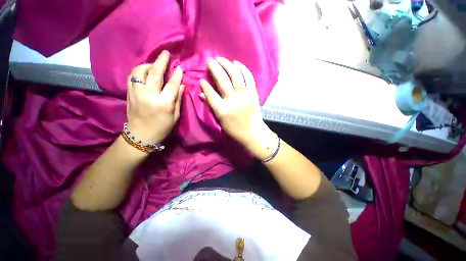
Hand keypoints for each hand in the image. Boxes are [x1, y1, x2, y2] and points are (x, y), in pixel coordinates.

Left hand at [127, 50, 183, 143]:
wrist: (141, 135)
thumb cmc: (162, 128)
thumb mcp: (175, 116)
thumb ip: (178, 99)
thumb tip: (181, 85)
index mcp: (163, 104)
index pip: (171, 85)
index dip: (177, 75)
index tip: (180, 68)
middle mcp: (149, 96)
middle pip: (154, 73)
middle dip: (161, 62)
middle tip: (166, 53)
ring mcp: (136, 93)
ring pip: (139, 72)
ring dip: (148, 64)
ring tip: (154, 64)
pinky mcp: (129, 93)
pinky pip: (132, 77)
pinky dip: (138, 71)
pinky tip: (144, 71)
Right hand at [200, 57, 275, 157]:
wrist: (253, 132)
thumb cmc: (235, 129)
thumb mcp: (220, 120)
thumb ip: (211, 105)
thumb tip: (201, 93)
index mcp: (222, 110)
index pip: (211, 94)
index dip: (205, 85)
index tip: (201, 79)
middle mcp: (233, 101)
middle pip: (222, 81)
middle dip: (214, 69)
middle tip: (210, 61)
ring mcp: (244, 96)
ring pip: (235, 76)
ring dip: (227, 65)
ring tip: (221, 59)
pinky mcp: (253, 93)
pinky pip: (249, 78)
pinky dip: (243, 69)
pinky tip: (237, 63)